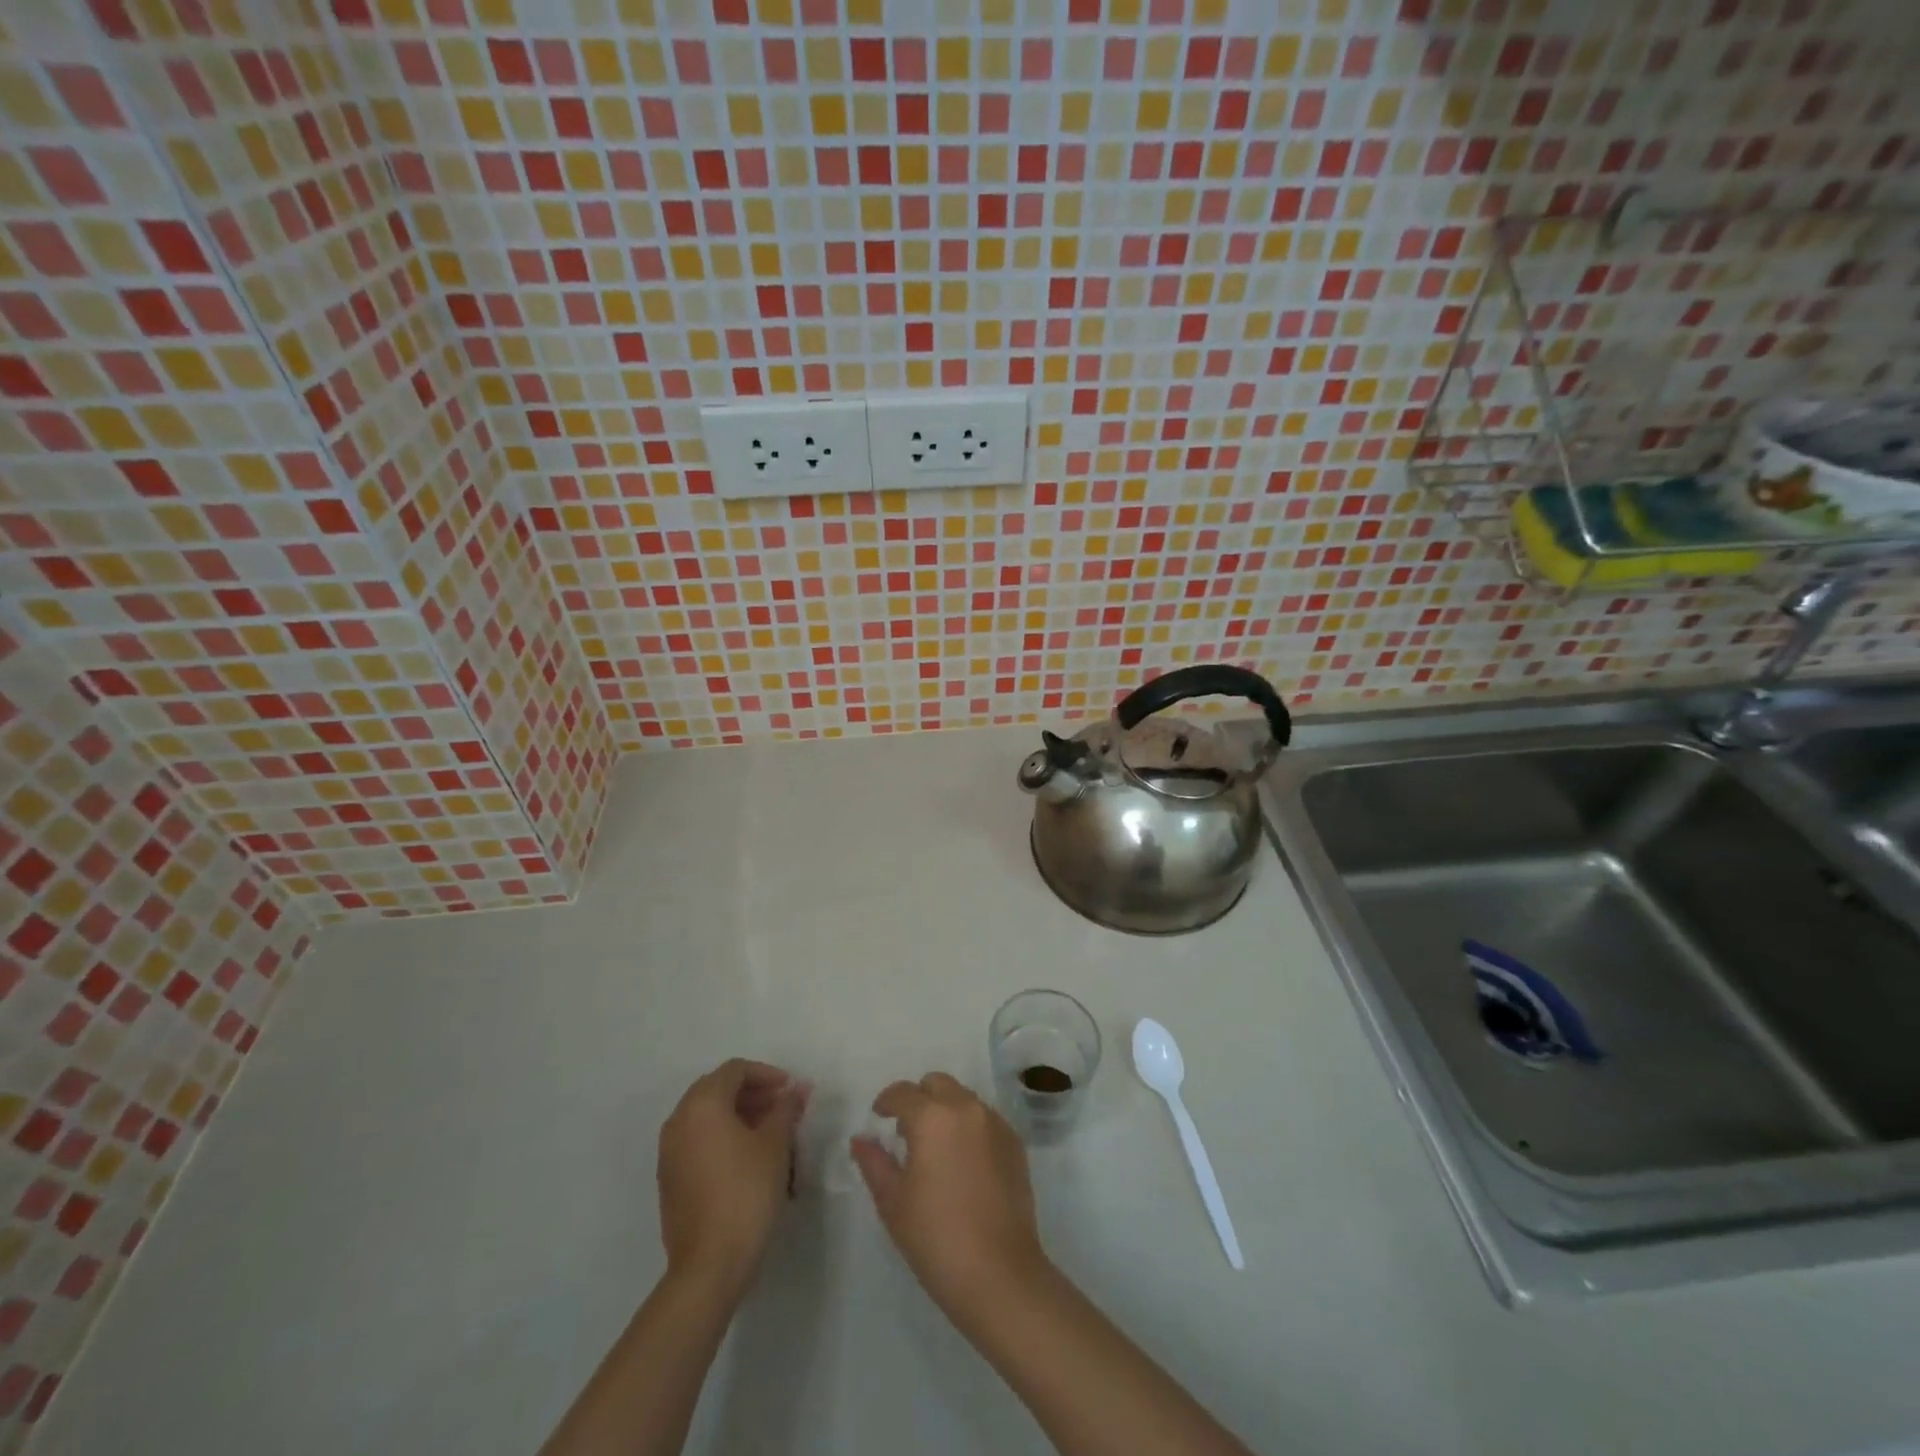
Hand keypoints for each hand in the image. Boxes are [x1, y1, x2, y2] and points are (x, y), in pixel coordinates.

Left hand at [658, 1059, 808, 1296]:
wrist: (710, 1265)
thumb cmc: (746, 1192)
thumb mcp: (775, 1144)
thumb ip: (785, 1109)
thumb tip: (795, 1090)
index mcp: (701, 1105)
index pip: (735, 1070)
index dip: (767, 1074)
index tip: (792, 1090)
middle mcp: (678, 1121)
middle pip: (717, 1090)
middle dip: (753, 1094)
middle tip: (782, 1108)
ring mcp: (669, 1153)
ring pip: (707, 1117)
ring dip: (739, 1116)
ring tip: (770, 1134)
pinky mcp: (670, 1180)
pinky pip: (698, 1141)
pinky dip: (723, 1138)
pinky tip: (749, 1159)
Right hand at [851, 1073, 1048, 1324]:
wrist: (999, 1273)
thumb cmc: (936, 1237)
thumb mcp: (893, 1201)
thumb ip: (874, 1162)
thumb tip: (861, 1139)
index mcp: (932, 1116)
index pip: (903, 1093)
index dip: (886, 1102)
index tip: (879, 1118)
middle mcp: (966, 1108)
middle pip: (937, 1084)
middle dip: (919, 1099)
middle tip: (907, 1132)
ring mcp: (995, 1123)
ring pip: (963, 1098)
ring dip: (946, 1110)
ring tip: (936, 1148)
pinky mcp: (1015, 1143)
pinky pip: (985, 1119)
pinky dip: (970, 1127)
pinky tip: (963, 1163)